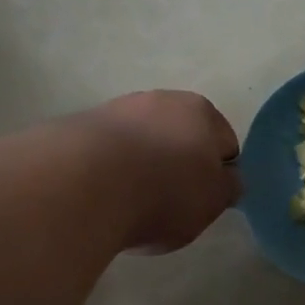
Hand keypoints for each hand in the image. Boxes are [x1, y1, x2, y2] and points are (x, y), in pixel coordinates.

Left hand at [84, 90, 240, 252]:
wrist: (82, 185)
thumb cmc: (165, 192)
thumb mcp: (214, 201)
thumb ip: (227, 188)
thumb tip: (227, 179)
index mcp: (202, 111)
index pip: (224, 144)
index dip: (218, 175)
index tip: (205, 201)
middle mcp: (160, 99)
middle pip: (180, 138)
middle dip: (178, 166)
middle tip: (170, 204)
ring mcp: (115, 109)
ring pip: (141, 143)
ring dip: (141, 167)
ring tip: (131, 205)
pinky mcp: (77, 127)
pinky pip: (106, 154)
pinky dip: (109, 172)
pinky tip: (102, 198)